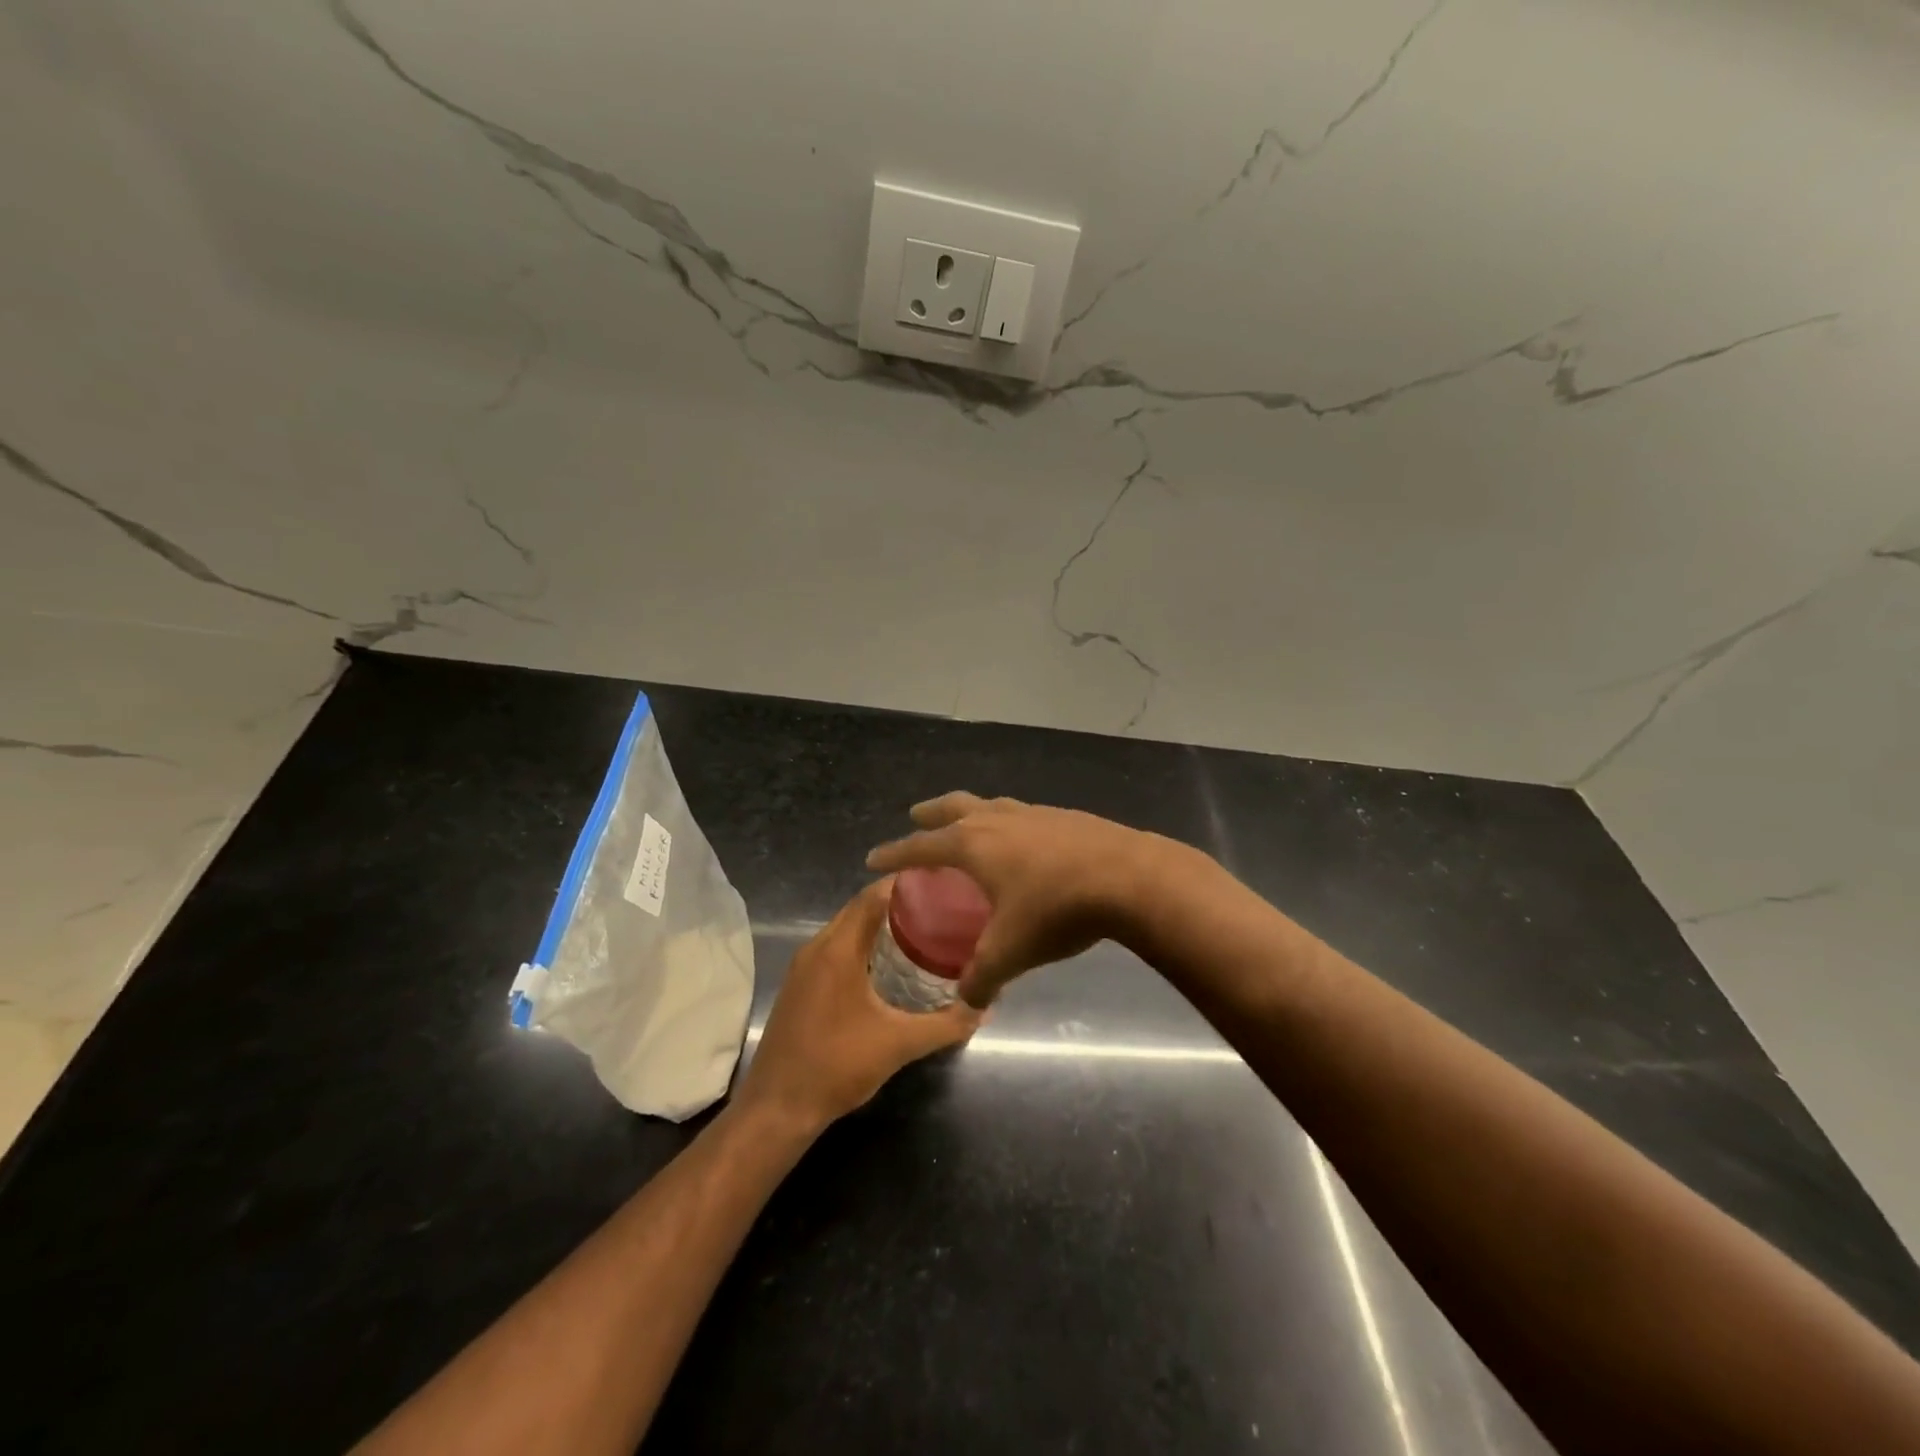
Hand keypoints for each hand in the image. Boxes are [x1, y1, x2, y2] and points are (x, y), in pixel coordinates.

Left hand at [735, 878, 980, 1131]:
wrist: (777, 1108)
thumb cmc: (837, 1066)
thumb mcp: (898, 1044)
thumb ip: (945, 1024)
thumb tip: (984, 1006)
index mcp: (838, 949)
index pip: (872, 896)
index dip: (906, 883)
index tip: (941, 882)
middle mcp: (817, 947)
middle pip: (859, 908)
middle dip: (897, 902)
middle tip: (939, 906)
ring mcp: (804, 966)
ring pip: (846, 928)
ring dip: (879, 924)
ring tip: (922, 930)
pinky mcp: (800, 985)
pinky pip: (836, 948)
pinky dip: (862, 944)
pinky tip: (888, 963)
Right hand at [865, 792, 1164, 1007]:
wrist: (1129, 877)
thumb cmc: (1057, 909)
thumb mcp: (1011, 951)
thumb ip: (982, 978)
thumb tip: (966, 1002)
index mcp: (973, 844)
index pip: (921, 846)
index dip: (894, 854)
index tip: (873, 858)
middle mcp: (998, 820)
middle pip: (953, 806)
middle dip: (930, 812)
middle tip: (916, 816)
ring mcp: (1034, 813)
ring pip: (991, 805)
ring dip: (972, 812)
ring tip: (969, 825)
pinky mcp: (1065, 817)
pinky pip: (1023, 815)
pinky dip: (1009, 823)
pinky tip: (1024, 842)